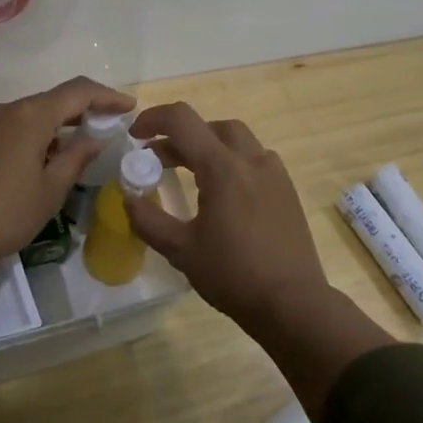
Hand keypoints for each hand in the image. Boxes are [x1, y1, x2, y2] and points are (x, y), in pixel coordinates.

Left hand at [0, 76, 134, 311]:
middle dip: (83, 110)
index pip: (77, 92)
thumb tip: (95, 138)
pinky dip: (36, 133)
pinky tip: (46, 157)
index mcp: (29, 116)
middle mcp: (5, 109)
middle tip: (108, 127)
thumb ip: (77, 157)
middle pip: (52, 99)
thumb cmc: (5, 215)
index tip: (129, 107)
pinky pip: (13, 125)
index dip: (106, 96)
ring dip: (58, 124)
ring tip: (80, 148)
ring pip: (31, 113)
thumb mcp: (51, 189)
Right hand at [126, 101, 394, 417]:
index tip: (134, 136)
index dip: (153, 119)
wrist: (293, 303)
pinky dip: (231, 163)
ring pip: (237, 140)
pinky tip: (223, 195)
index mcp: (222, 167)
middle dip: (181, 135)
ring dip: (208, 147)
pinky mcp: (287, 190)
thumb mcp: (181, 250)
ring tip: (190, 175)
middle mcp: (251, 160)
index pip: (182, 121)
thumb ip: (148, 220)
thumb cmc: (233, 275)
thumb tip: (128, 199)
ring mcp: (274, 173)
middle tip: (160, 159)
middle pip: (211, 126)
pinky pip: (255, 160)